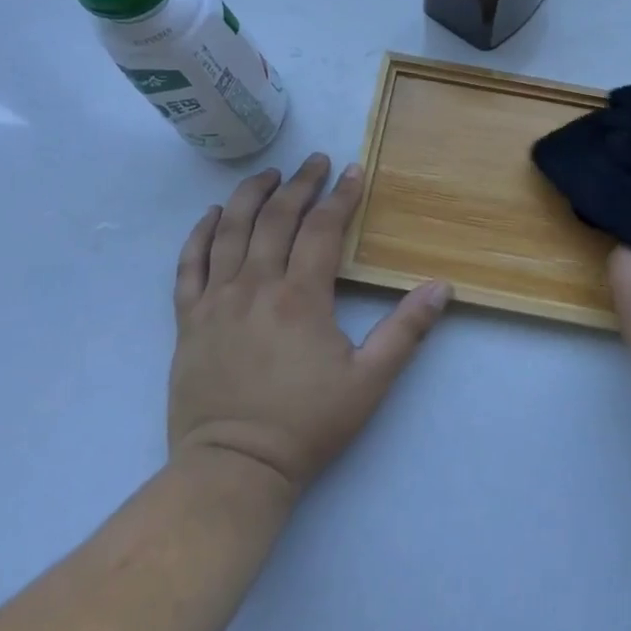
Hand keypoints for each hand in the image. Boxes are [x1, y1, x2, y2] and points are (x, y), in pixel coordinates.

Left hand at [167, 153, 451, 495]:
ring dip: (251, 195)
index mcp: (301, 297)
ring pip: (231, 230)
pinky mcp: (189, 319)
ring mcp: (216, 299)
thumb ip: (406, 331)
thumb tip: (442, 287)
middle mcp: (256, 285)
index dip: (340, 196)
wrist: (234, 468)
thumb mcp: (369, 381)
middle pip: (277, 218)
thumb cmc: (306, 425)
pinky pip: (190, 263)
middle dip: (300, 184)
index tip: (353, 172)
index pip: (323, 229)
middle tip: (315, 161)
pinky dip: (201, 233)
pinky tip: (214, 215)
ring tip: (269, 174)